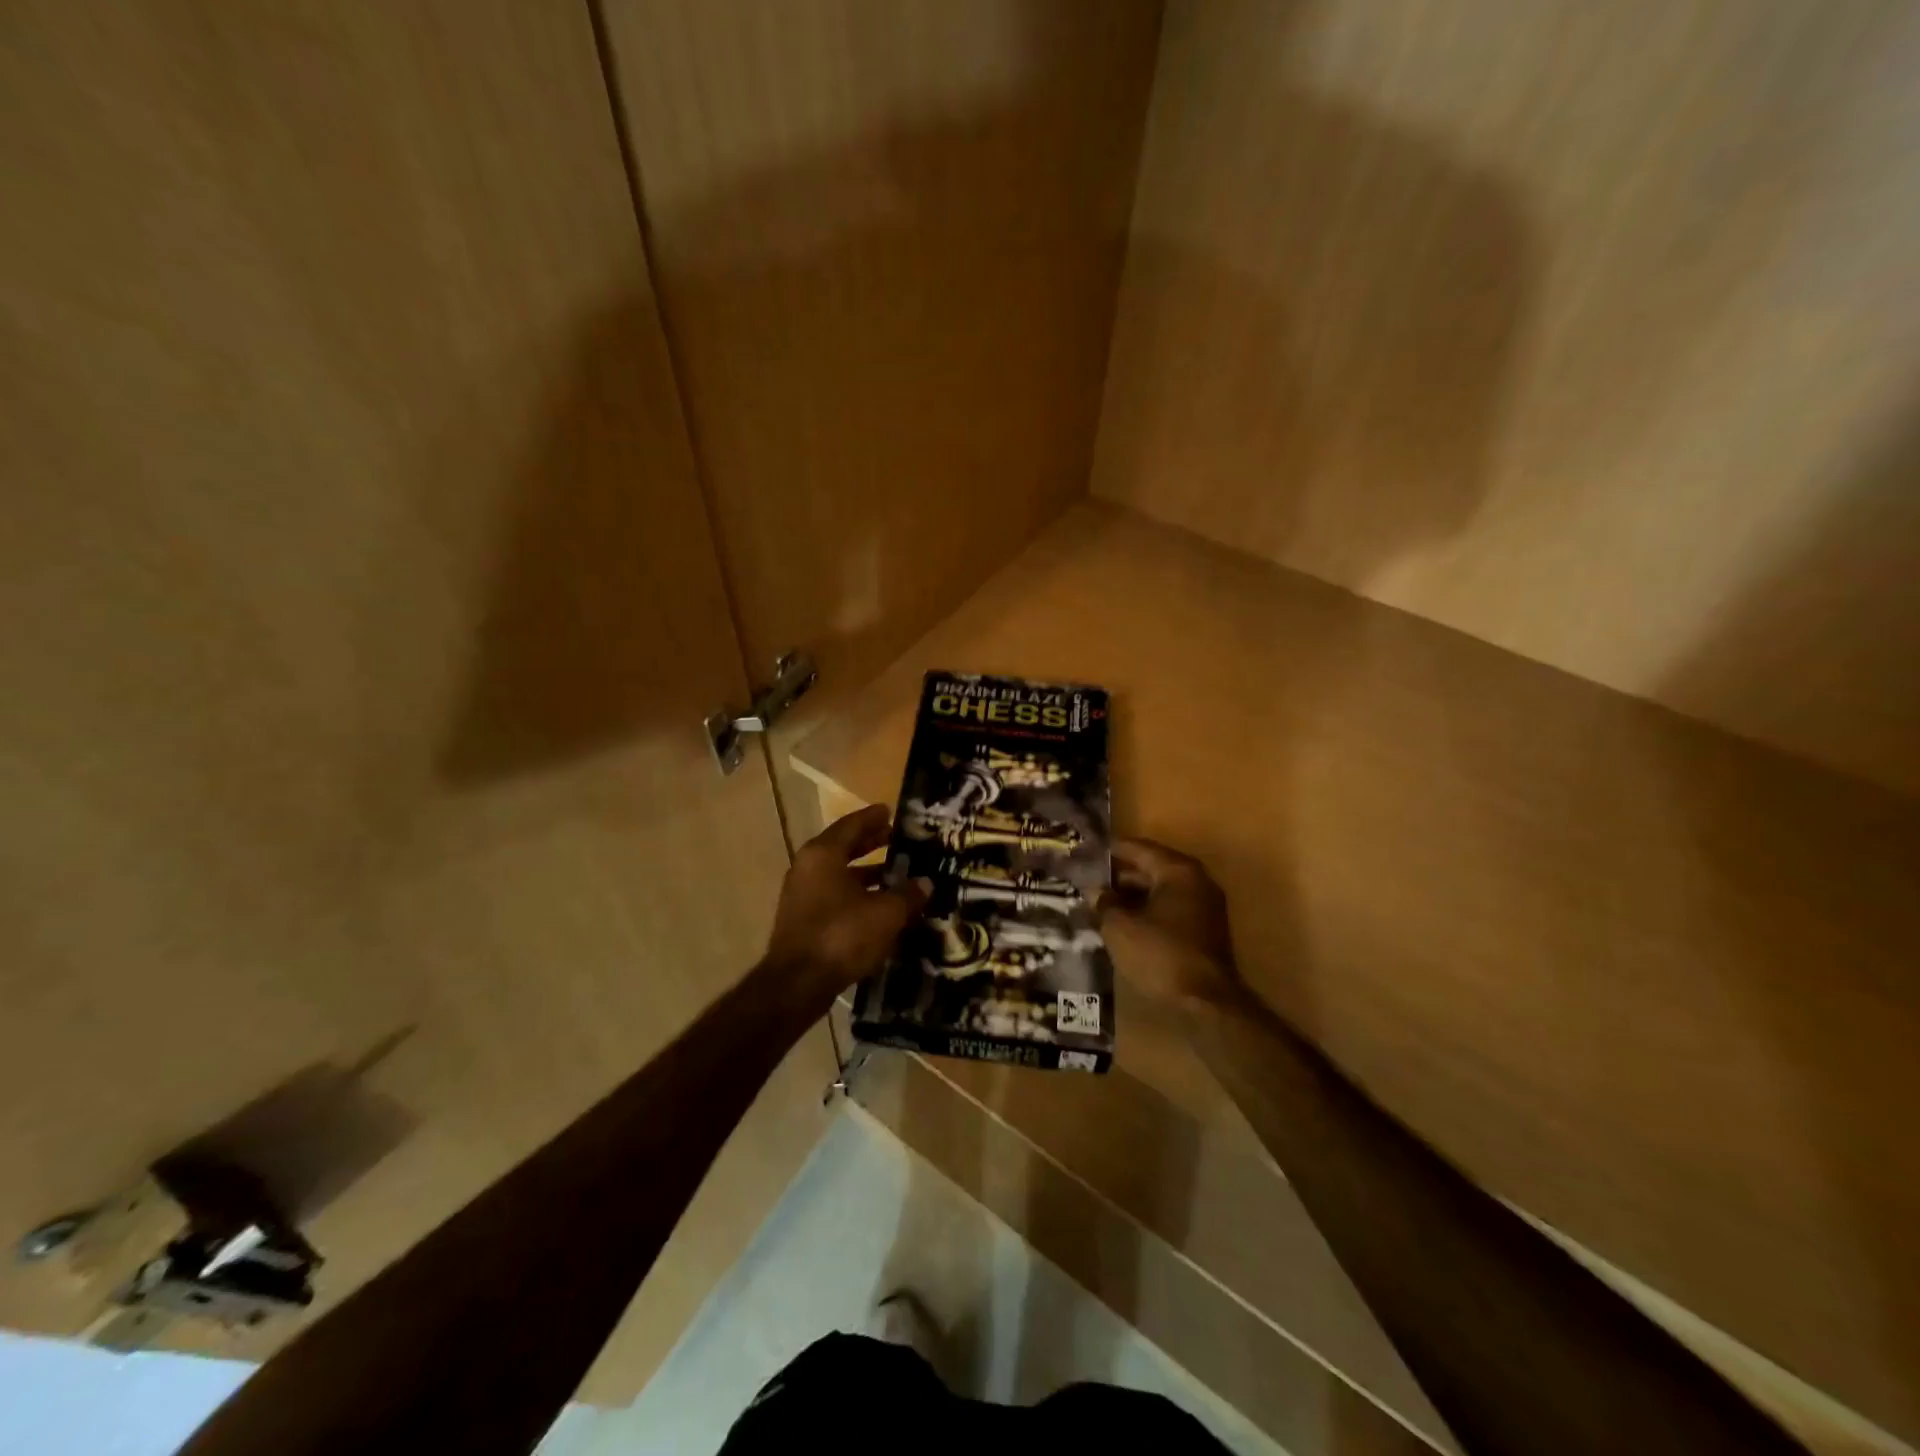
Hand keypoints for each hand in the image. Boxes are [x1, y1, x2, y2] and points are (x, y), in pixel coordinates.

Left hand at [762, 805, 928, 1009]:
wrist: (797, 984)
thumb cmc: (842, 935)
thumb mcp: (885, 913)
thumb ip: (907, 894)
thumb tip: (925, 883)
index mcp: (823, 854)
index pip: (851, 825)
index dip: (873, 818)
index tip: (891, 811)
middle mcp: (808, 867)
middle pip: (843, 847)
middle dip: (871, 843)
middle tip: (897, 839)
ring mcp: (802, 895)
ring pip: (839, 874)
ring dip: (866, 873)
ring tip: (896, 875)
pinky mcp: (803, 920)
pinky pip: (834, 896)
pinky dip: (857, 894)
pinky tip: (880, 906)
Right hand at [1101, 839, 1241, 1010]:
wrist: (1206, 1002)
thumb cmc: (1160, 954)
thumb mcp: (1120, 927)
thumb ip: (1105, 902)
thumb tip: (1096, 891)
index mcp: (1178, 870)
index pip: (1138, 848)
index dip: (1110, 851)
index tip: (1086, 853)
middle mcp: (1197, 881)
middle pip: (1152, 867)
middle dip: (1120, 875)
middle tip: (1089, 879)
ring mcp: (1205, 906)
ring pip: (1161, 891)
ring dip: (1133, 895)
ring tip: (1101, 902)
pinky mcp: (1206, 931)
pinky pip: (1171, 910)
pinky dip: (1148, 911)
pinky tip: (1125, 923)